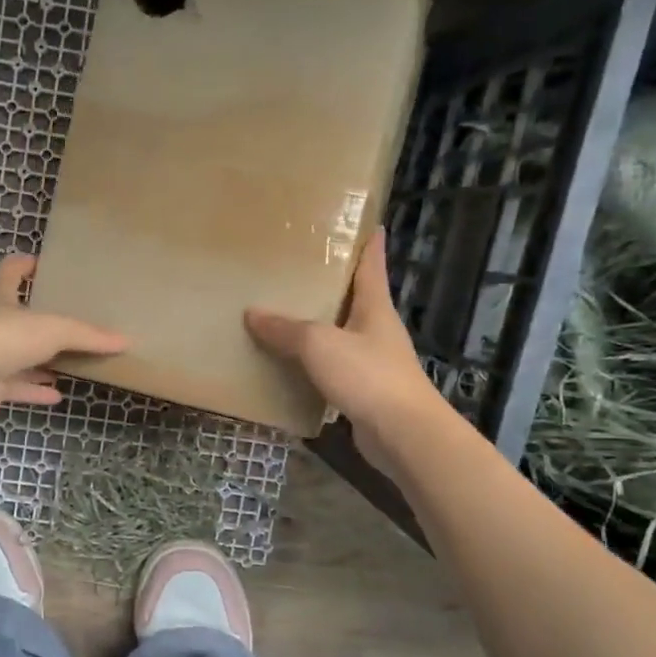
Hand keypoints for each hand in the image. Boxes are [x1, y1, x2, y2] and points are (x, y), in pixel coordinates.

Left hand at [0, 254, 128, 414]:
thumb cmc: (6, 335)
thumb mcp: (55, 329)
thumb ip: (88, 335)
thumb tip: (124, 340)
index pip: (11, 270)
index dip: (25, 264)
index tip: (42, 264)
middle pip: (12, 315)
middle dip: (35, 320)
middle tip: (63, 322)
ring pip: (13, 355)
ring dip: (37, 361)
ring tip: (65, 363)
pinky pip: (13, 386)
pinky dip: (33, 390)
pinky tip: (55, 396)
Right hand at [245, 229, 449, 465]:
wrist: (403, 435)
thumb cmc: (368, 376)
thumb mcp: (320, 344)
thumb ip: (286, 329)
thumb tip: (252, 313)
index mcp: (375, 307)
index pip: (372, 263)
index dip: (368, 241)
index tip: (365, 221)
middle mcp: (377, 329)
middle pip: (354, 298)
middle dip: (331, 284)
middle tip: (298, 267)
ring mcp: (373, 362)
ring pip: (341, 335)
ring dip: (318, 326)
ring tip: (284, 314)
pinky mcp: (364, 391)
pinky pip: (332, 369)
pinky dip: (313, 364)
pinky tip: (288, 365)